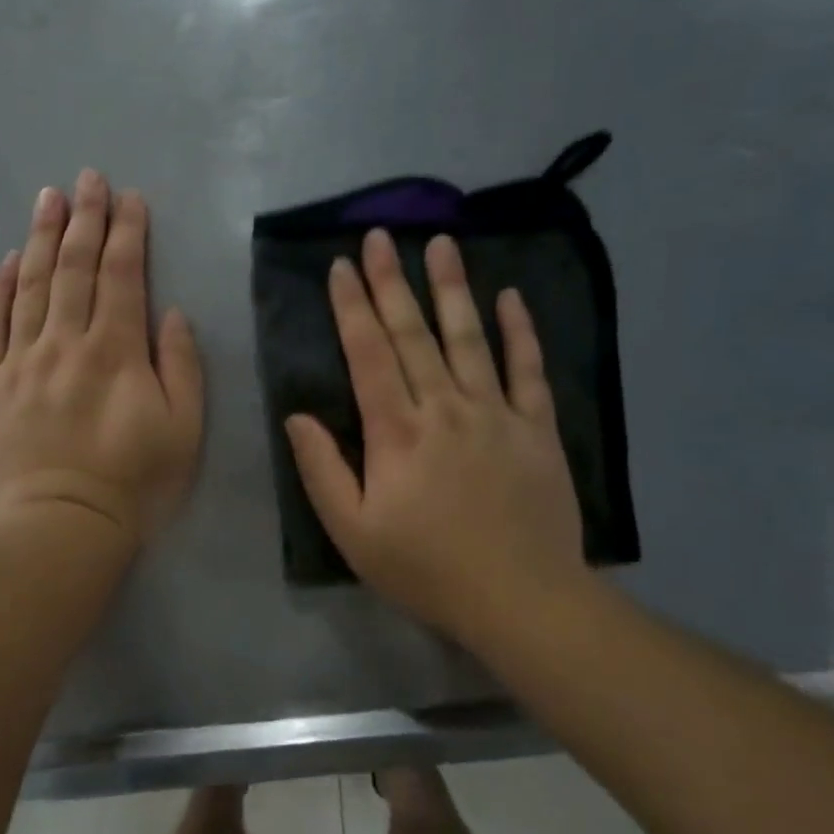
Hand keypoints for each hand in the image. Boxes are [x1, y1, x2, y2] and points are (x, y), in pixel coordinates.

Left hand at [0, 170, 202, 551]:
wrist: (60, 530)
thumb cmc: (133, 486)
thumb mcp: (183, 431)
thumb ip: (181, 367)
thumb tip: (168, 314)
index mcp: (115, 352)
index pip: (121, 276)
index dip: (127, 233)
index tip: (129, 197)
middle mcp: (64, 344)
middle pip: (73, 268)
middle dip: (84, 219)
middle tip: (86, 178)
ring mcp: (20, 363)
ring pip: (29, 286)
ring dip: (40, 238)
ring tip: (47, 198)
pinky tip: (5, 263)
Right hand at [284, 229, 593, 649]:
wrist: (520, 599)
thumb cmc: (426, 569)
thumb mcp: (353, 533)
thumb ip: (322, 471)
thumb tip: (297, 416)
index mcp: (397, 433)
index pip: (368, 356)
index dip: (352, 308)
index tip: (341, 267)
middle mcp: (445, 408)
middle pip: (413, 334)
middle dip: (392, 281)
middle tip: (380, 235)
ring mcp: (496, 413)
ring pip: (469, 338)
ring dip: (451, 288)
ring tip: (440, 242)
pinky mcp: (536, 428)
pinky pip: (528, 369)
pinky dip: (520, 331)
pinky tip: (510, 296)